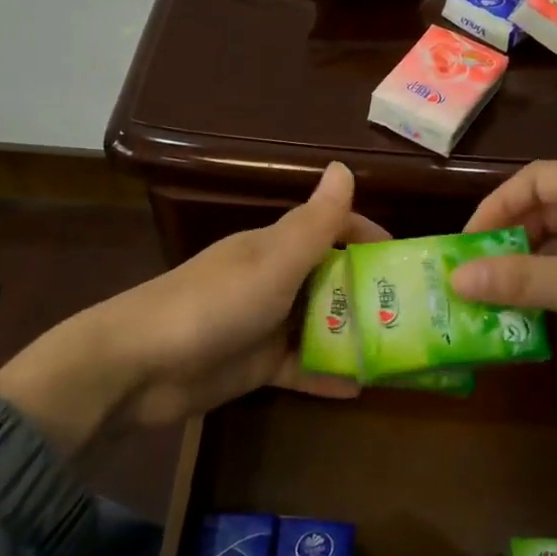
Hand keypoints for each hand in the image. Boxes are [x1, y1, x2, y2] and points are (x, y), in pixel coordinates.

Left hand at [0, 163, 385, 453]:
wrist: (137, 367)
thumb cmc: (211, 305)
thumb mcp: (271, 264)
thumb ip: (313, 225)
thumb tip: (344, 166)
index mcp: (275, 247)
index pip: (331, 229)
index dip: (369, 238)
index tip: (409, 260)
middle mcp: (274, 280)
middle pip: (331, 278)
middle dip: (371, 291)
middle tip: (419, 314)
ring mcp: (264, 325)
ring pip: (320, 324)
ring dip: (354, 335)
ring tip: (401, 353)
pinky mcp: (255, 366)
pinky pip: (301, 367)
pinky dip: (327, 375)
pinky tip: (361, 389)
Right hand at [448, 161, 556, 408]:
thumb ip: (522, 280)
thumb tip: (456, 278)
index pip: (537, 179)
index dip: (498, 204)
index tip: (470, 243)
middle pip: (549, 210)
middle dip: (510, 238)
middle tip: (477, 275)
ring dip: (531, 267)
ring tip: (497, 297)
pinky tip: (538, 312)